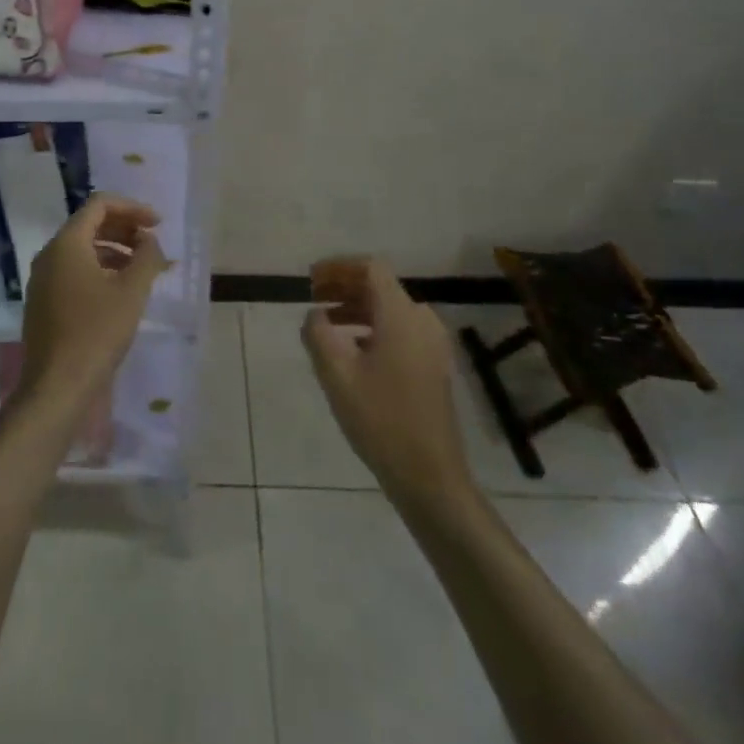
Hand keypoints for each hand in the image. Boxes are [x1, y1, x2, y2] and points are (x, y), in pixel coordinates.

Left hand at [19, 194, 167, 428]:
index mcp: (66, 243)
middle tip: (153, 244)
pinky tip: (122, 291)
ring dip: (116, 251)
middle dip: (125, 229)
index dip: (132, 208)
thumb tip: (149, 239)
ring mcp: (43, 280)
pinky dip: (101, 270)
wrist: (57, 387)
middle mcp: (49, 254)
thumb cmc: (97, 332)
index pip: (99, 205)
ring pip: (83, 250)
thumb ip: (146, 256)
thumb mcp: (132, 291)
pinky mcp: (45, 302)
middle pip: (90, 225)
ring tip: (144, 269)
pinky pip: (75, 272)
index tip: (158, 224)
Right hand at [303, 256, 471, 508]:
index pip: (371, 268)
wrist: (430, 477)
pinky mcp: (433, 365)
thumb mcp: (337, 375)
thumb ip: (318, 334)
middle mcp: (422, 321)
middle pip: (380, 286)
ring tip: (325, 322)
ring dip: (355, 307)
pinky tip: (350, 349)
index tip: (310, 279)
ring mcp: (432, 344)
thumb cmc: (381, 420)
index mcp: (401, 315)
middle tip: (312, 296)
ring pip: (389, 309)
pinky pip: (399, 329)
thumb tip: (314, 314)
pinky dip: (372, 327)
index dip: (338, 266)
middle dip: (343, 286)